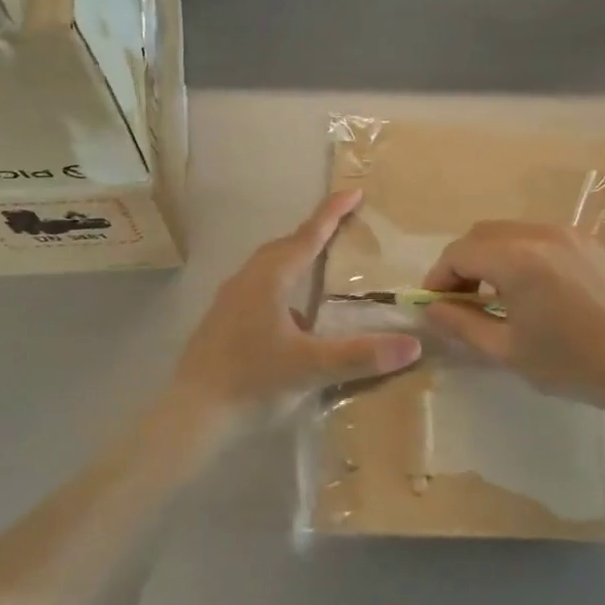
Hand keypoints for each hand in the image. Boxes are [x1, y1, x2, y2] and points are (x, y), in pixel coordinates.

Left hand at [170, 190, 419, 432]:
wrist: (192, 412)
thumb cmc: (251, 381)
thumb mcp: (311, 367)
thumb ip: (361, 356)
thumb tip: (412, 345)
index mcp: (269, 280)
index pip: (307, 237)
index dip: (332, 214)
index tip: (354, 192)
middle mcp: (247, 281)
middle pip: (284, 247)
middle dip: (313, 234)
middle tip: (340, 228)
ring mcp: (230, 301)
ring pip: (268, 268)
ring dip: (294, 259)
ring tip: (318, 266)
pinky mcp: (222, 321)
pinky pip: (259, 288)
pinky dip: (282, 286)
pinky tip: (293, 316)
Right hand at [421, 222, 604, 411]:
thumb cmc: (570, 363)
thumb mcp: (506, 350)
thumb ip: (461, 324)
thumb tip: (430, 310)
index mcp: (517, 259)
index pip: (458, 253)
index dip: (438, 278)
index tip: (435, 305)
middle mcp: (540, 233)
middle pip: (481, 235)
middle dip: (461, 264)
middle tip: (459, 301)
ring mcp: (567, 233)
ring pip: (508, 232)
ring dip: (489, 256)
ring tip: (492, 295)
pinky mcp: (586, 242)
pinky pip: (537, 236)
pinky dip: (518, 253)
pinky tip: (527, 288)